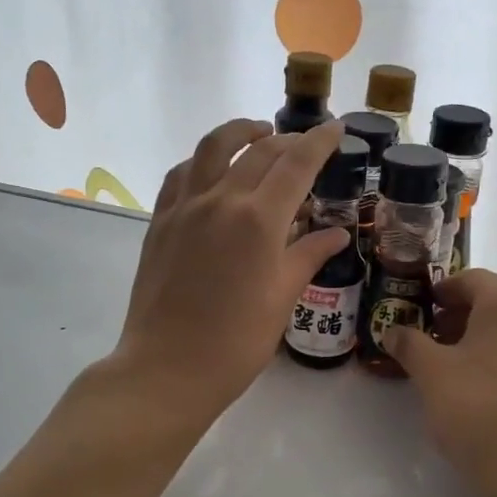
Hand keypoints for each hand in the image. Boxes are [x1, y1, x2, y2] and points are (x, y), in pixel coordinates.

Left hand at [108, 118, 349, 427]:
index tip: (337, 128)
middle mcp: (221, 200)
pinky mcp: (160, 220)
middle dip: (288, 140)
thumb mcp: (282, 298)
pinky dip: (203, 160)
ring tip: (258, 133)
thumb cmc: (235, 342)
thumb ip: (308, 255)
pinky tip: (213, 168)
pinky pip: (182, 173)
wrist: (167, 368)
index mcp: (259, 220)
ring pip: (212, 148)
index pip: (297, 163)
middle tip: (307, 144)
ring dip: (240, 132)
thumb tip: (336, 233)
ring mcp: (185, 207)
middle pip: (259, 150)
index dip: (320, 141)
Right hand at [385, 270, 496, 496]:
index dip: (440, 290)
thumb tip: (392, 330)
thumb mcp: (431, 373)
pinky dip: (496, 357)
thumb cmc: (478, 409)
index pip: (470, 279)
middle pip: (491, 301)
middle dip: (456, 315)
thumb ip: (408, 343)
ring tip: (446, 364)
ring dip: (475, 337)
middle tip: (426, 336)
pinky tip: (475, 386)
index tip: (418, 306)